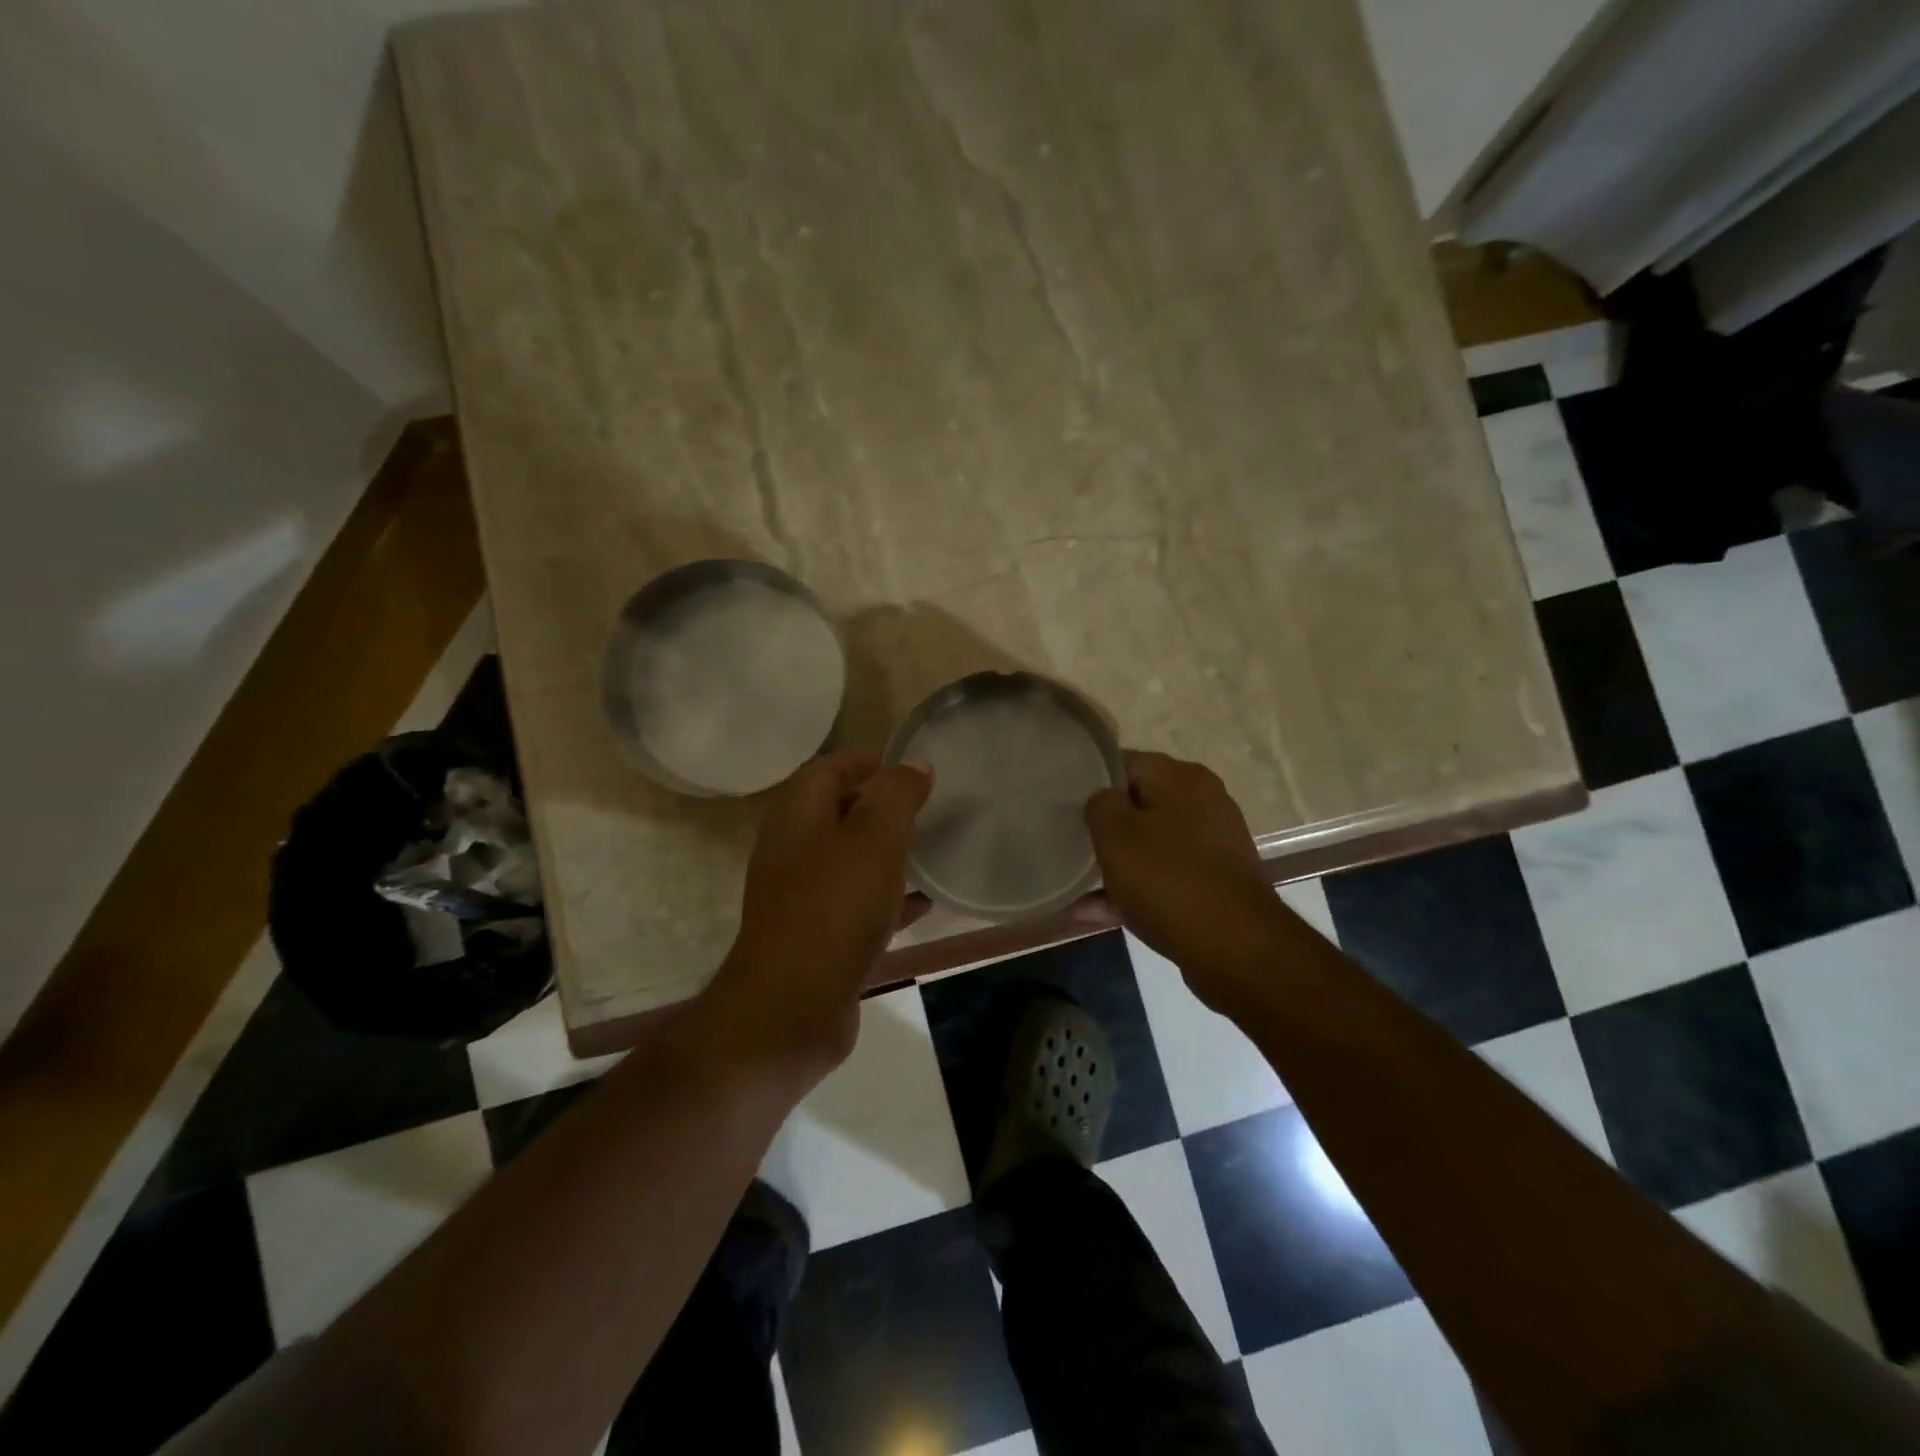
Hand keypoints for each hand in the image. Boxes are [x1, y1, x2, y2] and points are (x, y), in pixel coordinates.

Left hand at [710, 751, 931, 1077]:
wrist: (792, 1007)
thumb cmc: (834, 907)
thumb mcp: (874, 837)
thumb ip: (896, 794)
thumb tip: (914, 765)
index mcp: (797, 817)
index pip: (826, 769)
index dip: (863, 761)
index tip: (905, 765)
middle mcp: (792, 851)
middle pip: (836, 813)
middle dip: (878, 805)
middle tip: (924, 806)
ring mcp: (802, 897)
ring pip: (849, 860)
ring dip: (885, 851)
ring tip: (929, 847)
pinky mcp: (817, 937)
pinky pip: (858, 904)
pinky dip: (888, 897)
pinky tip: (923, 903)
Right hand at [1085, 751, 1289, 1008]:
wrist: (1236, 948)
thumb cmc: (1168, 879)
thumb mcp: (1115, 833)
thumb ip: (1100, 804)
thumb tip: (1103, 800)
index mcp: (1182, 777)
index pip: (1126, 763)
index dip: (1093, 783)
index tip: (1069, 808)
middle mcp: (1204, 802)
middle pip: (1140, 806)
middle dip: (1106, 829)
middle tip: (1074, 846)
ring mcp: (1213, 845)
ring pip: (1151, 846)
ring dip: (1118, 866)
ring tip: (1078, 888)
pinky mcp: (1215, 883)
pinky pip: (1165, 878)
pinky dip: (1137, 892)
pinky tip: (1097, 914)